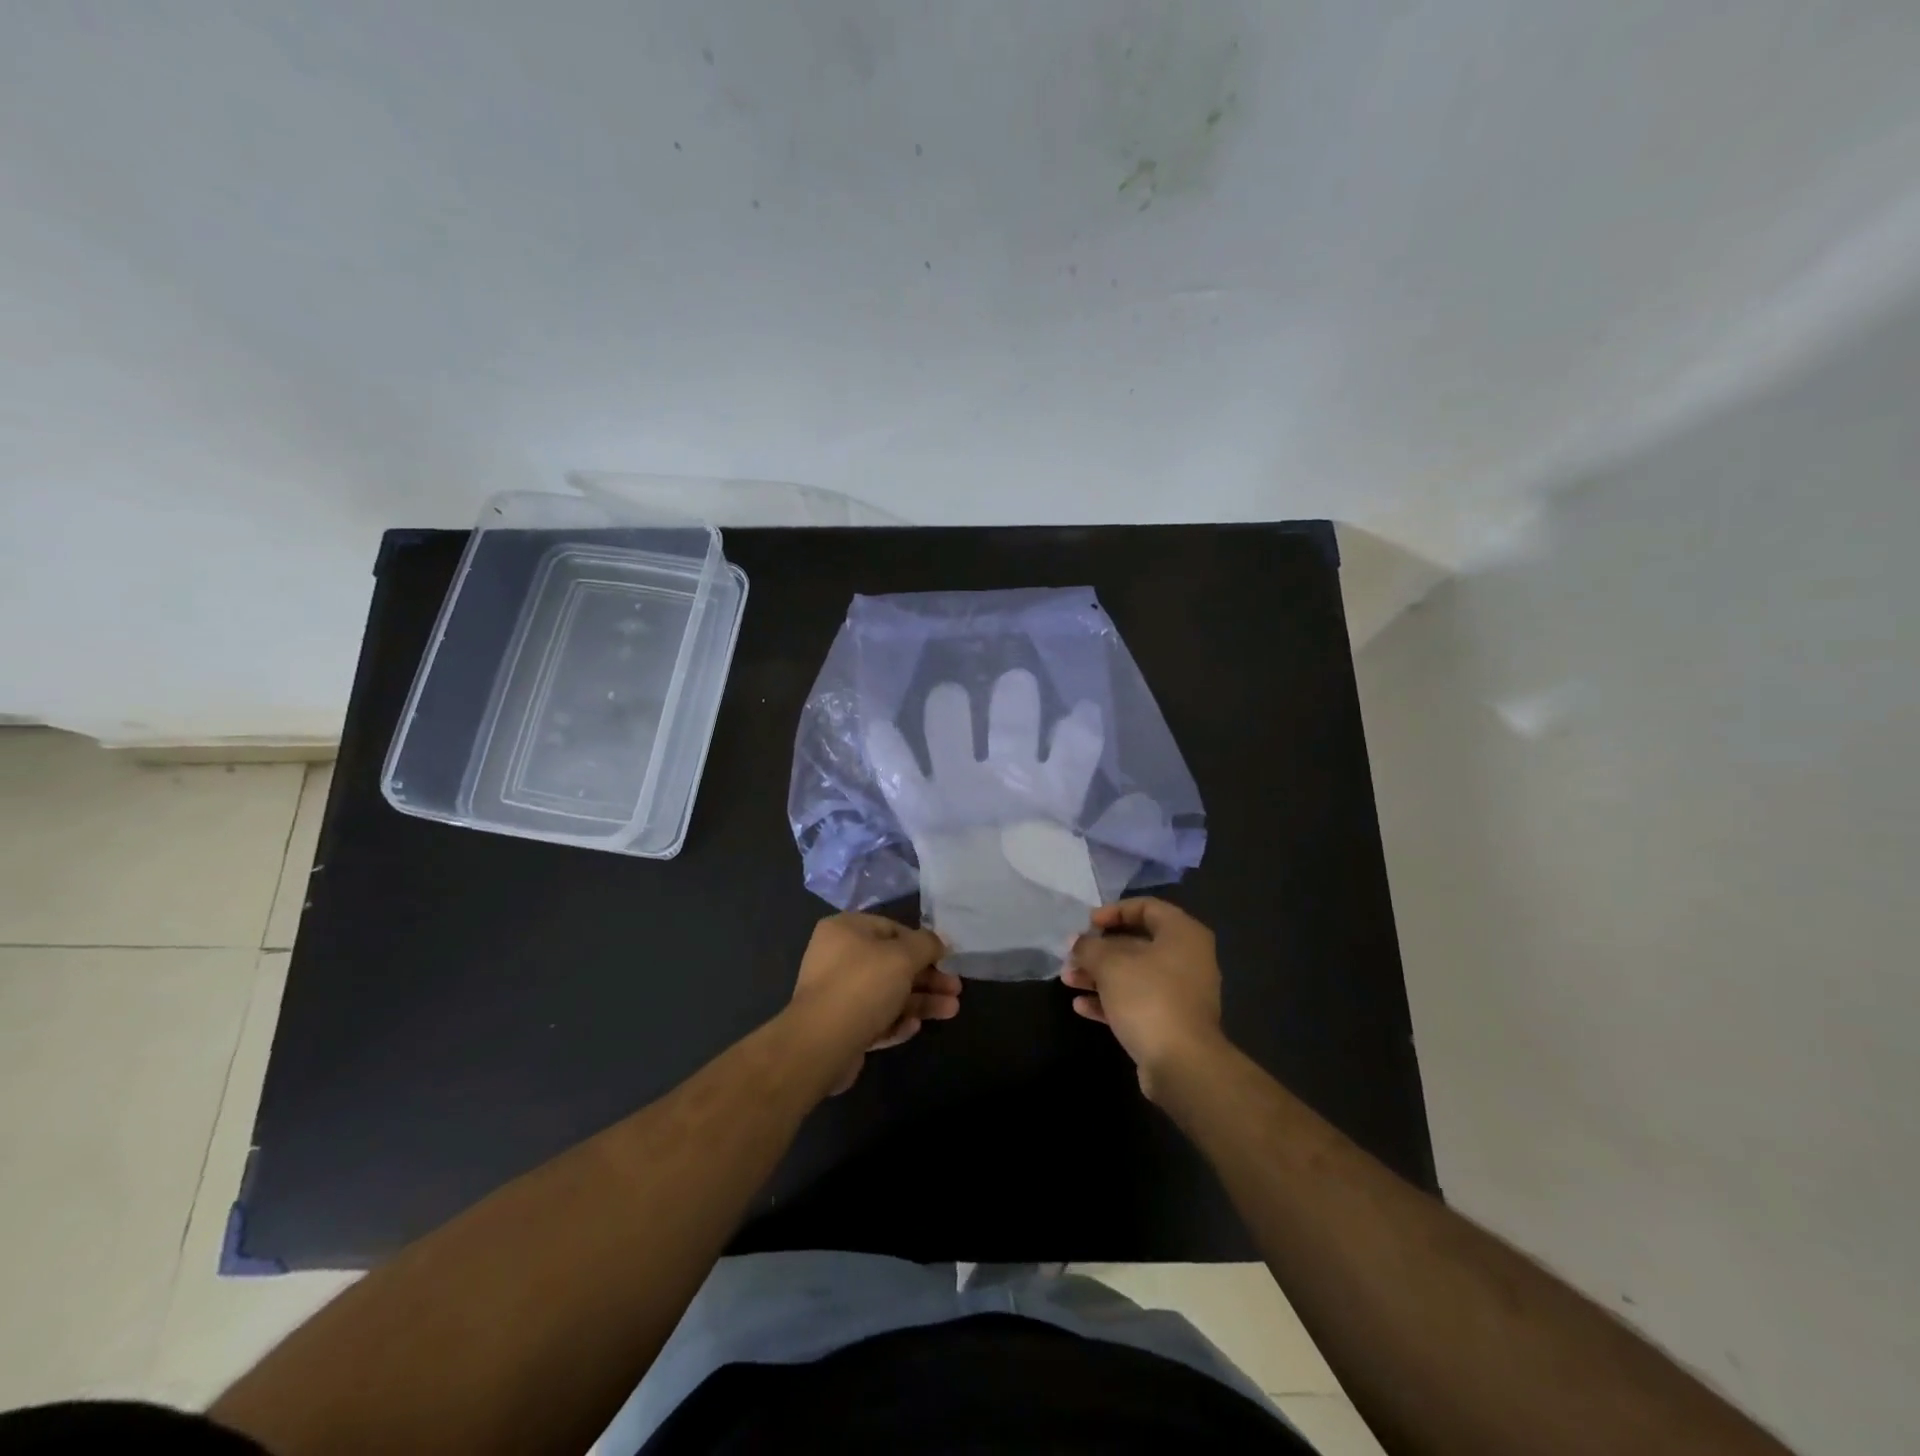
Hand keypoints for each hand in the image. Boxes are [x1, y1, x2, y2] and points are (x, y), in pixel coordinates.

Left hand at [785, 912, 959, 1094]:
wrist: (821, 1044)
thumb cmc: (863, 986)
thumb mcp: (903, 956)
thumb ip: (926, 944)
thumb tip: (938, 942)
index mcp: (845, 930)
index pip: (891, 929)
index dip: (922, 943)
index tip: (947, 958)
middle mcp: (837, 958)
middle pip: (892, 964)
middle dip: (927, 977)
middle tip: (956, 989)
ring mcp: (837, 994)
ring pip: (887, 993)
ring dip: (920, 1001)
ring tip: (951, 1011)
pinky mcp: (840, 1027)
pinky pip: (874, 1019)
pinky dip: (896, 1021)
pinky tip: (914, 1028)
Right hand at [1062, 898, 1223, 1098]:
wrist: (1182, 1064)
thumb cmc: (1148, 997)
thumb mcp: (1110, 964)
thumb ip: (1089, 947)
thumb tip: (1077, 942)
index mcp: (1182, 934)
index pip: (1146, 907)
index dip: (1113, 911)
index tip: (1087, 924)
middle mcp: (1187, 959)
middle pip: (1136, 944)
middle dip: (1099, 950)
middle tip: (1071, 956)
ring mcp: (1181, 993)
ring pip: (1134, 975)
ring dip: (1099, 976)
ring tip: (1068, 981)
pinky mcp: (1171, 1022)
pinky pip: (1138, 1002)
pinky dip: (1111, 1001)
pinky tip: (1081, 1006)